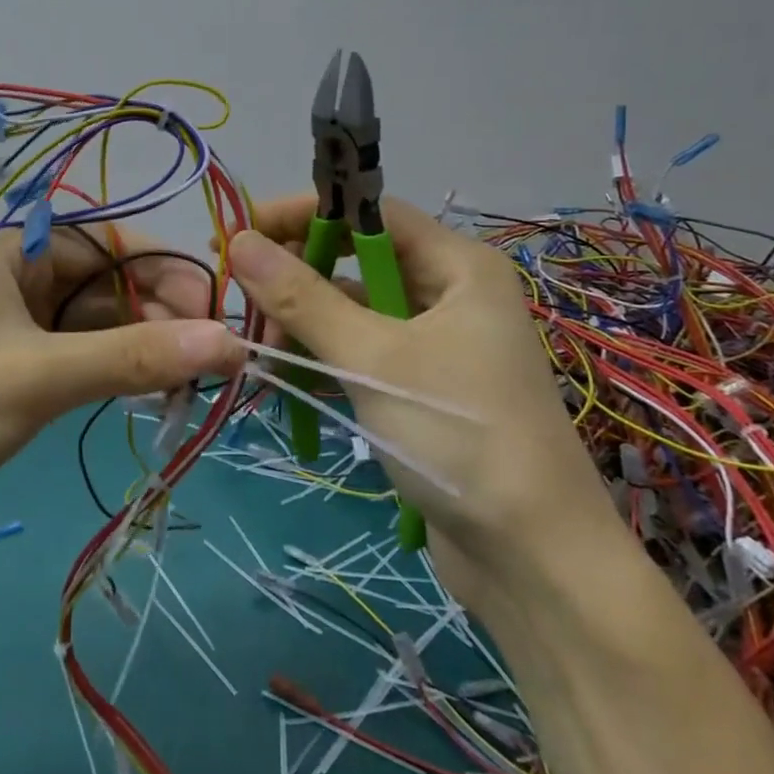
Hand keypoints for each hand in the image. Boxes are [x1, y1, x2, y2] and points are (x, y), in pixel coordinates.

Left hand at [0, 228, 242, 567]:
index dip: (162, 265)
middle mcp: (12, 286)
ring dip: (138, 344)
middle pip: (102, 284)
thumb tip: (230, 341)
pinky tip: (145, 391)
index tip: (211, 304)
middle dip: (155, 310)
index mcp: (11, 258)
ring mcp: (10, 336)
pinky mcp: (10, 382)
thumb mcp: (41, 374)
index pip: (105, 241)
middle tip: (206, 352)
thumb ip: (135, 356)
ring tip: (186, 376)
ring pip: (91, 326)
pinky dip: (111, 371)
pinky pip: (75, 361)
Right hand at [227, 196, 618, 607]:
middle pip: (355, 261)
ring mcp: (436, 344)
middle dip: (297, 276)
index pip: (368, 212)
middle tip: (241, 297)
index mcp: (458, 267)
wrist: (533, 561)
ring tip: (258, 350)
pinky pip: (359, 353)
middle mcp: (449, 294)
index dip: (304, 213)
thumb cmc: (459, 436)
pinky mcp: (420, 389)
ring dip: (303, 324)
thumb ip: (302, 298)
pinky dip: (321, 359)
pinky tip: (283, 377)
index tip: (244, 231)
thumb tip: (240, 241)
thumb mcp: (373, 358)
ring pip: (352, 311)